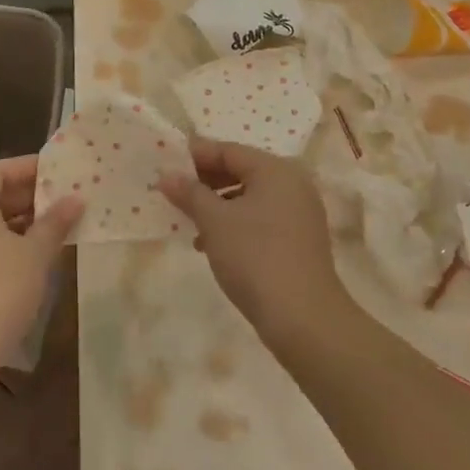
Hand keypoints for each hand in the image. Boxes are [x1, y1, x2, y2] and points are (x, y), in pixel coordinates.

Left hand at [0, 155, 81, 377]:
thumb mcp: (35, 255)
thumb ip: (55, 223)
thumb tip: (74, 199)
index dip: (24, 166)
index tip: (55, 173)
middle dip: (26, 194)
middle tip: (62, 199)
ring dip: (19, 220)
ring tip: (54, 226)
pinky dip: (6, 241)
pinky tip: (33, 257)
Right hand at [159, 139, 347, 346]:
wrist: (303, 318)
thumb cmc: (255, 257)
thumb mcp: (214, 221)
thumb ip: (189, 193)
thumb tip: (166, 175)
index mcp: (275, 170)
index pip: (228, 151)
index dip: (194, 156)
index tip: (165, 165)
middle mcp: (293, 184)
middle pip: (241, 171)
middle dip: (205, 182)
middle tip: (173, 192)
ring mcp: (300, 213)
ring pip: (250, 198)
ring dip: (217, 206)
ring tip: (189, 223)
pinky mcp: (300, 240)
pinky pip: (261, 219)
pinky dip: (236, 225)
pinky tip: (212, 245)